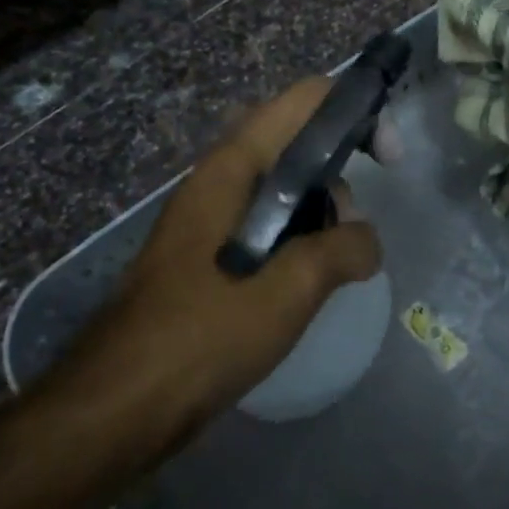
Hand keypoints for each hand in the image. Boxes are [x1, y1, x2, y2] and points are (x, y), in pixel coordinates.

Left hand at [56, 78, 381, 439]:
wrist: (119, 407)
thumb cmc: (202, 336)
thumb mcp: (289, 289)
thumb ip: (342, 250)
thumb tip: (366, 241)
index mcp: (231, 169)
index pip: (302, 102)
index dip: (354, 113)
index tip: (389, 160)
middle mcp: (219, 181)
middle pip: (295, 144)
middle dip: (338, 175)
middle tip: (352, 231)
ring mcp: (211, 220)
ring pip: (283, 191)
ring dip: (320, 217)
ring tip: (334, 269)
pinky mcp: (211, 257)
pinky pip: (268, 228)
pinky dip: (299, 243)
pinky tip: (308, 287)